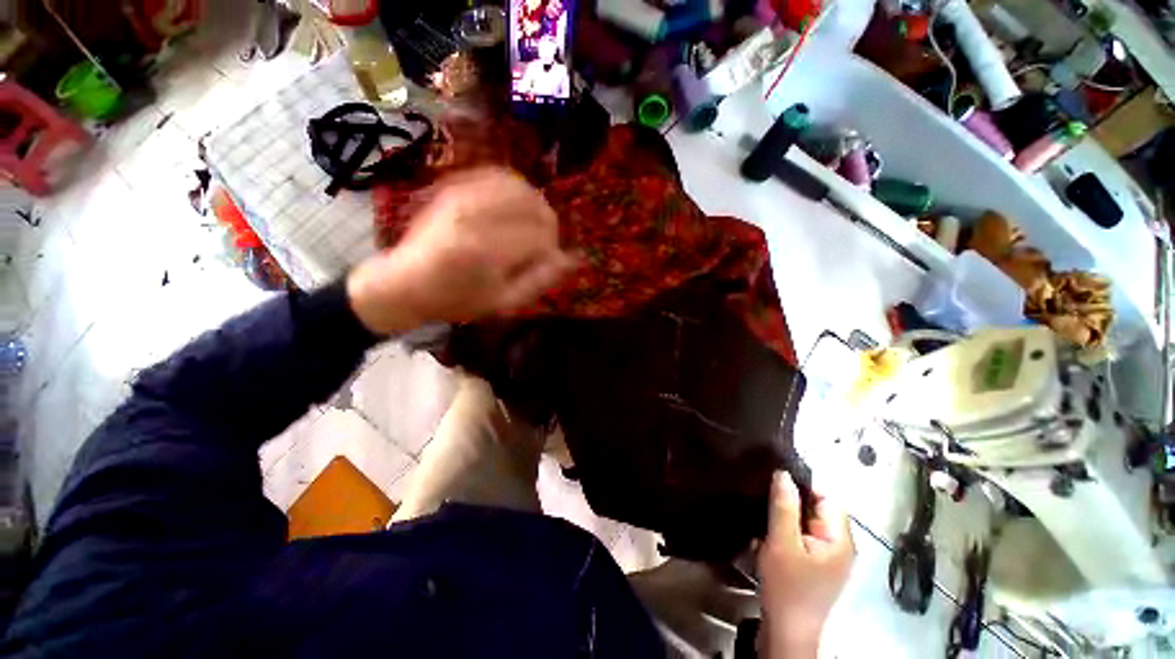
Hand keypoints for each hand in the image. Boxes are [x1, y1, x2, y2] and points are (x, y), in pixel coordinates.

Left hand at [347, 167, 574, 334]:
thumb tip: (570, 259)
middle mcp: (475, 215)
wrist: (404, 282)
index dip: (552, 246)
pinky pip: (496, 175)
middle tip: (544, 241)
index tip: (548, 259)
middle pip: (533, 205)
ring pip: (518, 186)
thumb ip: (539, 280)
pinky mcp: (454, 186)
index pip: (540, 234)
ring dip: (535, 204)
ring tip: (532, 224)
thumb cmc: (456, 299)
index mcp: (487, 250)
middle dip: (547, 223)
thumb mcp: (503, 302)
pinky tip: (515, 204)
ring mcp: (462, 195)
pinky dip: (515, 188)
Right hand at [758, 472, 853, 657]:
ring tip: (764, 518)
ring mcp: (828, 557)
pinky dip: (786, 532)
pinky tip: (768, 536)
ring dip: (785, 518)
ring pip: (806, 522)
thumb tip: (783, 473)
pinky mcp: (816, 564)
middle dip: (791, 504)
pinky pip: (802, 536)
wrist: (786, 630)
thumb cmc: (787, 586)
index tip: (775, 484)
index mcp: (840, 539)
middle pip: (817, 509)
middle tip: (766, 502)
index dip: (803, 487)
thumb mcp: (782, 542)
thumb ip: (784, 506)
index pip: (828, 498)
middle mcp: (840, 545)